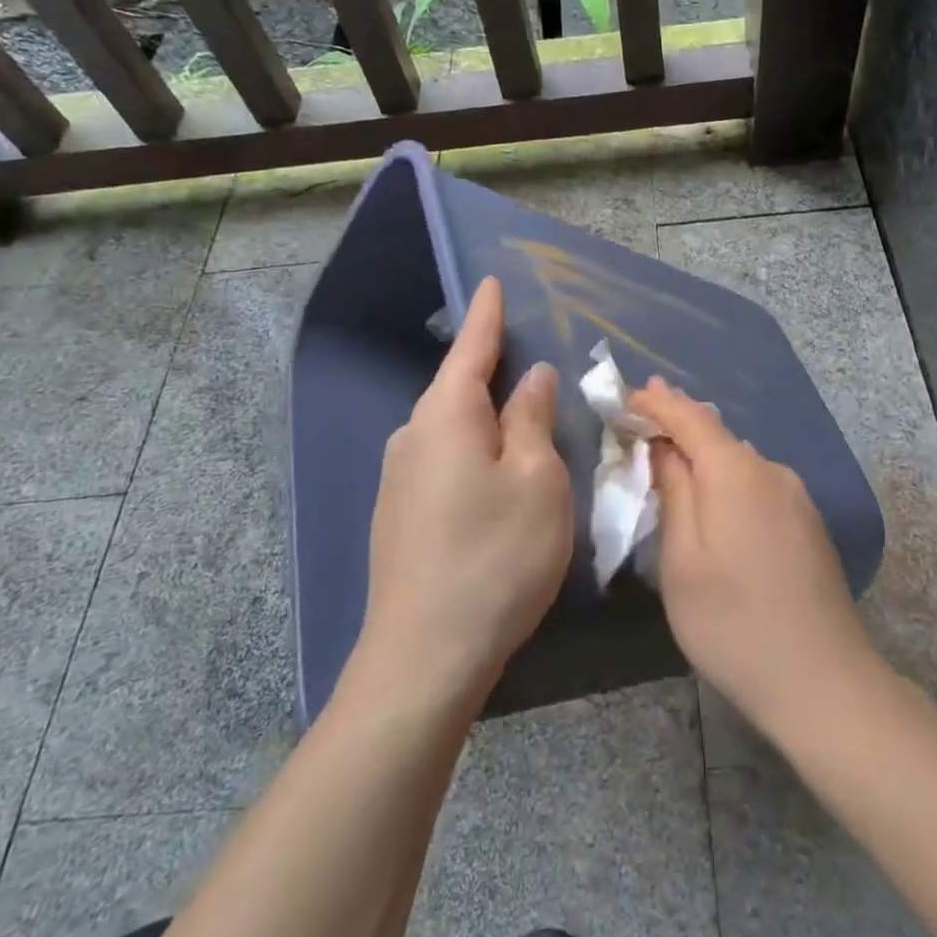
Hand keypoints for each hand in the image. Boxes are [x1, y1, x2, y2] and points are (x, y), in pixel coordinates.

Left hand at [355, 277, 572, 706]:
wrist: (424, 656)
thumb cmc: (496, 557)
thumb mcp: (536, 481)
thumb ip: (531, 420)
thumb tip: (529, 377)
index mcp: (446, 416)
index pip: (471, 348)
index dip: (487, 314)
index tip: (491, 281)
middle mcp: (413, 436)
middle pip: (458, 388)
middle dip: (491, 369)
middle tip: (529, 357)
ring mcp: (400, 478)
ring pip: (452, 428)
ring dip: (487, 417)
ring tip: (524, 419)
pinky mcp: (400, 514)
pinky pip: (444, 460)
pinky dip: (474, 451)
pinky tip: (496, 474)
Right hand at [628, 378, 875, 738]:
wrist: (823, 681)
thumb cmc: (732, 622)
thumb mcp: (682, 560)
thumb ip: (674, 494)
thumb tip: (666, 450)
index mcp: (736, 472)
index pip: (690, 417)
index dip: (658, 403)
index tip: (629, 393)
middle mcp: (771, 472)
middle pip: (718, 435)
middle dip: (679, 423)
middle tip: (644, 414)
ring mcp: (797, 498)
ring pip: (740, 460)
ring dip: (704, 454)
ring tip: (673, 453)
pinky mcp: (809, 524)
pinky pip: (759, 484)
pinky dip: (729, 479)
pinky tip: (716, 498)